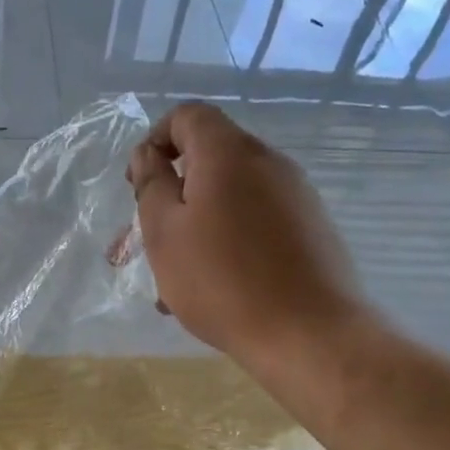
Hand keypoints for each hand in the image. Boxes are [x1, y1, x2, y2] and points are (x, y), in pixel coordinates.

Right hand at [127, 102, 362, 368]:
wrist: (309, 334)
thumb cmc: (222, 280)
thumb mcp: (164, 232)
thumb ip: (151, 185)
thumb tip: (149, 154)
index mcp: (229, 153)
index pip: (188, 116)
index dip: (155, 140)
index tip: (138, 185)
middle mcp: (268, 162)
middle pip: (210, 159)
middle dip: (172, 193)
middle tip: (146, 239)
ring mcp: (296, 196)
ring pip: (231, 198)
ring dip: (196, 226)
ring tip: (173, 281)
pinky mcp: (311, 229)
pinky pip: (256, 222)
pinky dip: (227, 242)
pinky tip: (213, 289)